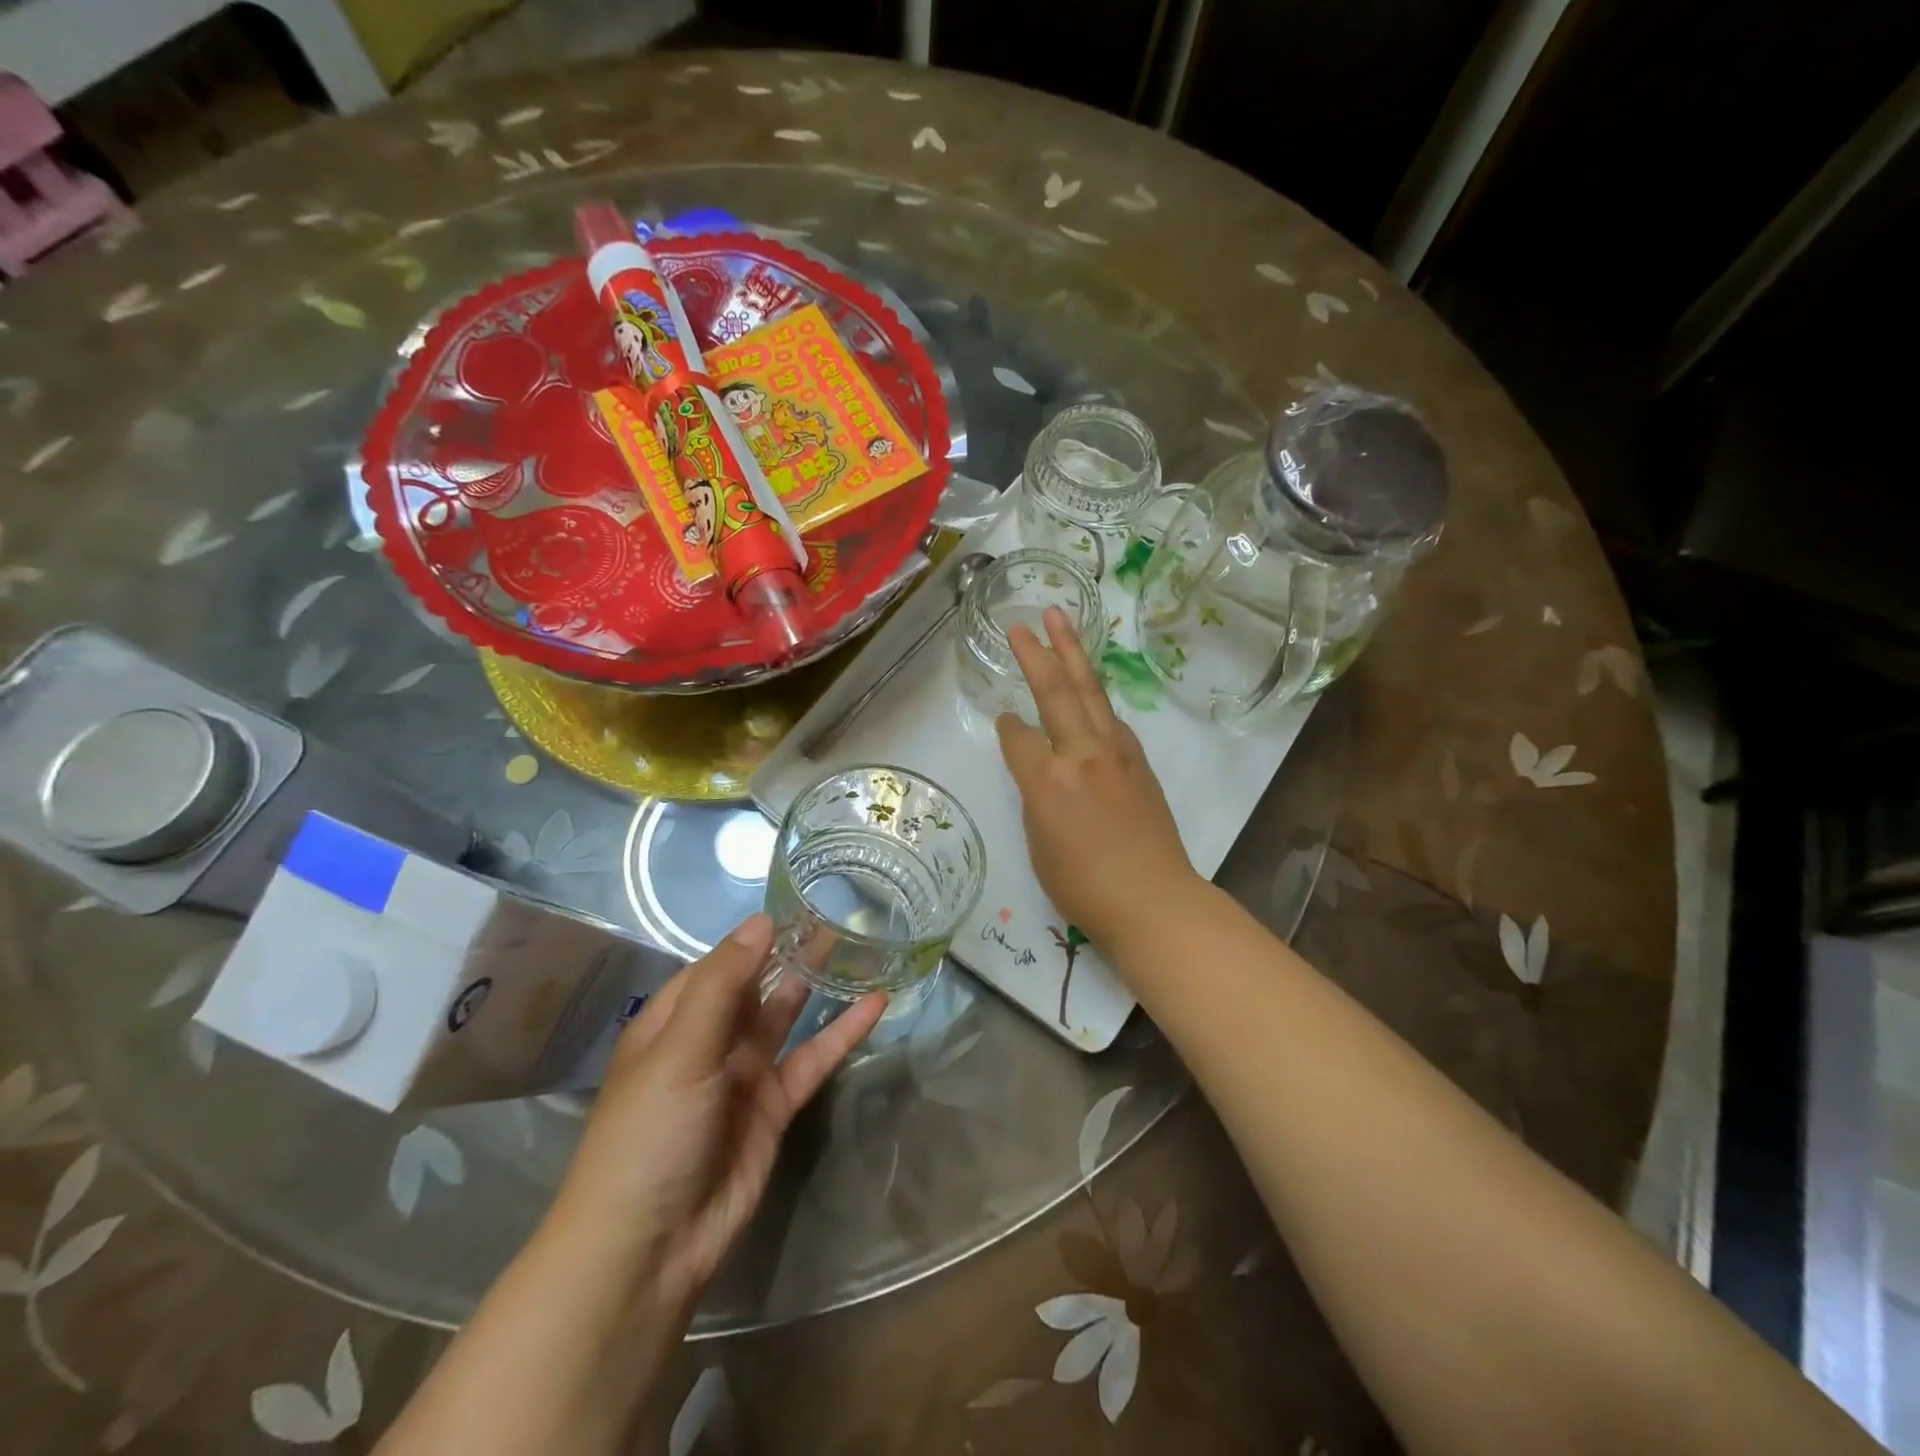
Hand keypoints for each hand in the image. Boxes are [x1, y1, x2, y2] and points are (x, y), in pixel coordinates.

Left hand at [548, 915, 885, 1311]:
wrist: (648, 1250)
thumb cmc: (649, 1135)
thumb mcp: (680, 1050)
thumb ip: (723, 984)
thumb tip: (761, 922)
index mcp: (673, 1022)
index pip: (719, 964)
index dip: (755, 937)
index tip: (798, 904)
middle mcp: (709, 1042)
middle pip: (756, 985)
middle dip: (790, 954)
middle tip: (837, 917)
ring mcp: (745, 1075)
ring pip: (788, 1017)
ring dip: (818, 985)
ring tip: (858, 946)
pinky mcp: (775, 1108)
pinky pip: (813, 1059)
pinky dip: (842, 1033)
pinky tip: (875, 1005)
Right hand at [997, 607, 1199, 944]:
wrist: (1153, 899)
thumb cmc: (1084, 887)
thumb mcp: (1039, 846)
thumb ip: (1036, 799)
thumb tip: (1041, 773)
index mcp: (1047, 782)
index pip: (1017, 738)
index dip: (1006, 728)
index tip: (1003, 721)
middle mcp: (1081, 756)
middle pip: (1055, 693)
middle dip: (1036, 654)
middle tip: (1023, 622)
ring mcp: (1115, 754)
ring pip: (1090, 693)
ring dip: (1074, 655)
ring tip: (1061, 623)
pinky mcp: (1139, 762)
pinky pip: (1111, 719)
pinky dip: (1095, 697)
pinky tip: (1090, 690)